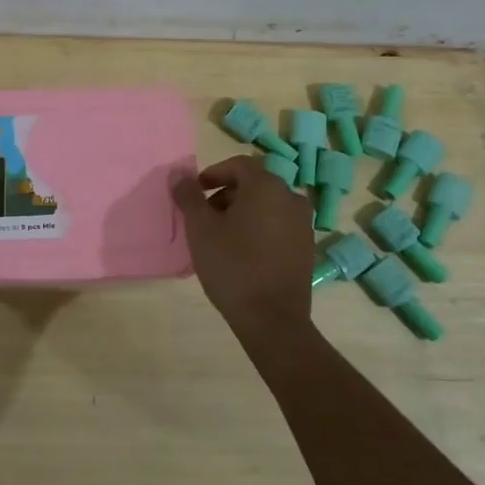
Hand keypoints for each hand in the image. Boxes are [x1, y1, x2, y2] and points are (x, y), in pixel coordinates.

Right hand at [172, 155, 316, 342]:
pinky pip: (278, 225)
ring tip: (220, 236)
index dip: (213, 174)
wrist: (272, 319)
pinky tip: (242, 252)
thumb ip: (188, 196)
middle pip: (254, 184)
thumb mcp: (200, 228)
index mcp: (267, 187)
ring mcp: (303, 224)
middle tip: (204, 216)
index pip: (238, 165)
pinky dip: (258, 228)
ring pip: (267, 205)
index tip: (194, 193)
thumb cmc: (232, 265)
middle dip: (226, 194)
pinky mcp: (306, 247)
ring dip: (242, 212)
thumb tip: (178, 174)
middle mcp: (291, 198)